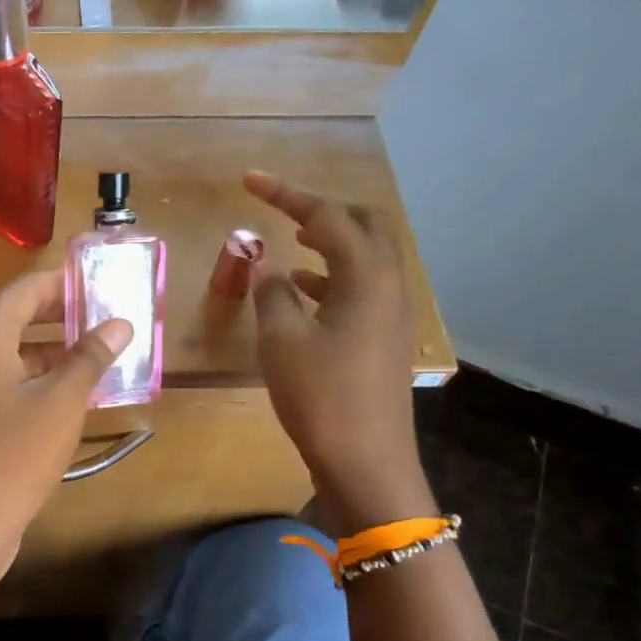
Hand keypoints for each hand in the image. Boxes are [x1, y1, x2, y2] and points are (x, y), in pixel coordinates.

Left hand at [0, 272, 130, 594]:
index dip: (67, 283)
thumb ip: (91, 357)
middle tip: (111, 316)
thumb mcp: (63, 402)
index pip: (28, 289)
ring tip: (102, 353)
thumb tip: (119, 323)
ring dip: (54, 351)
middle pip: (18, 317)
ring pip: (13, 353)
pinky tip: (73, 393)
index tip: (106, 282)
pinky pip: (5, 381)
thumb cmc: (14, 455)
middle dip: (64, 316)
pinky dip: (37, 379)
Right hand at [245, 171, 434, 531]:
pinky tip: (301, 291)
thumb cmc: (320, 396)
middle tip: (282, 208)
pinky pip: (360, 288)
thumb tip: (264, 261)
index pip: (327, 215)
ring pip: (364, 257)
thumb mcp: (282, 340)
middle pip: (362, 225)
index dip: (286, 193)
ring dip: (328, 242)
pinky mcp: (383, 337)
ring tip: (290, 239)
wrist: (365, 460)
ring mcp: (391, 312)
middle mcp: (388, 284)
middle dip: (321, 209)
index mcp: (366, 276)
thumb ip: (270, 291)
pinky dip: (330, 277)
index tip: (249, 181)